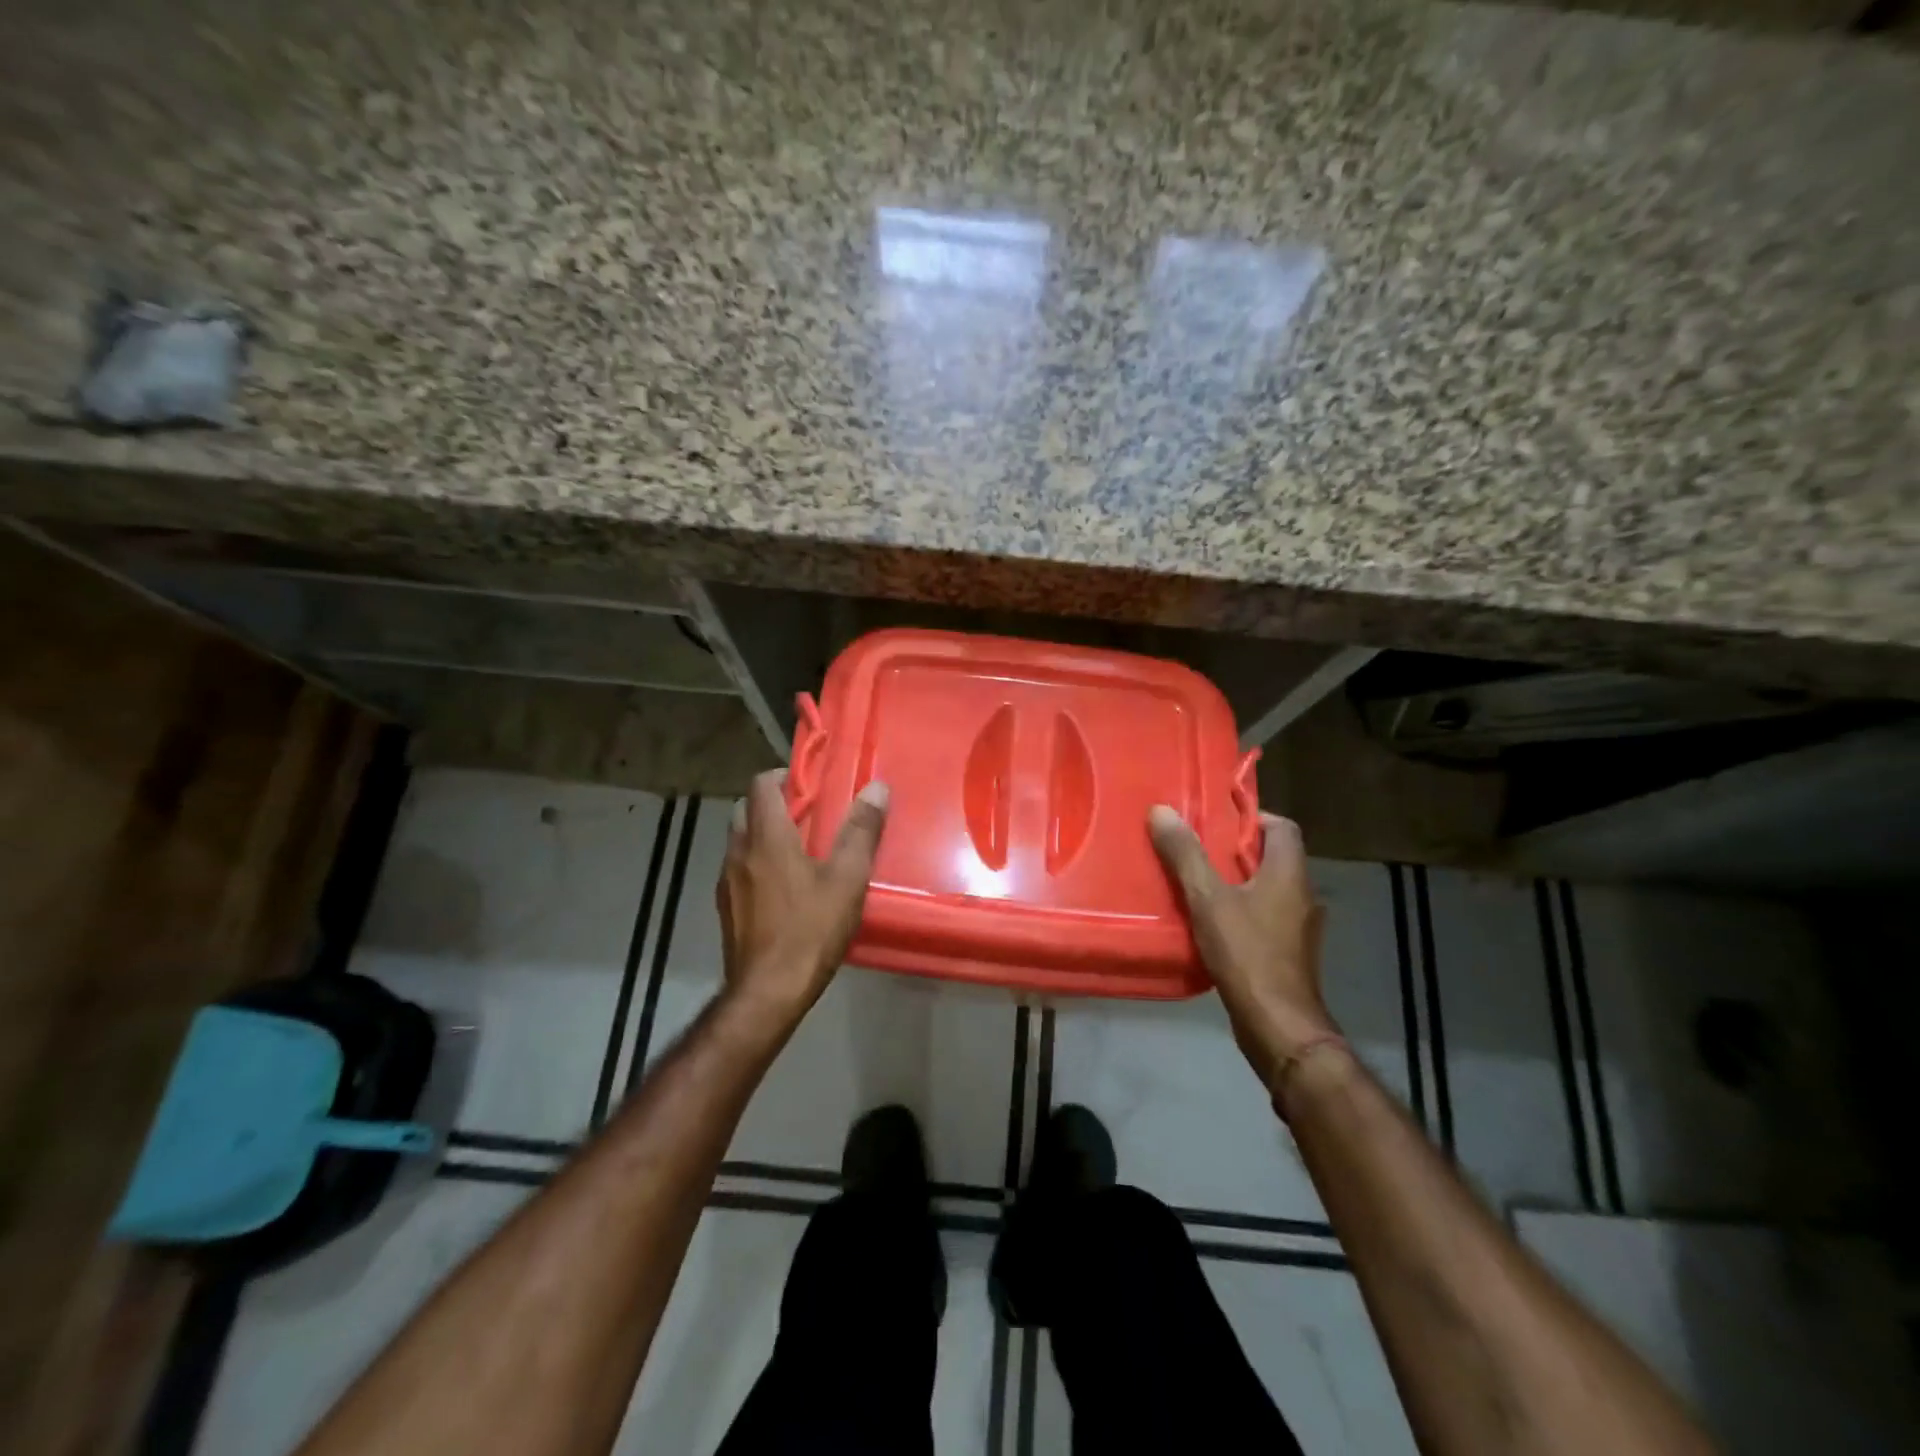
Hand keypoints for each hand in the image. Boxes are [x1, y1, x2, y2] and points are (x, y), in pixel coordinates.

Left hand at [717, 769, 888, 1030]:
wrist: (767, 993)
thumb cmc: (810, 930)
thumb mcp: (847, 879)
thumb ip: (861, 831)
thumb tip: (876, 787)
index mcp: (766, 838)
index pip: (761, 785)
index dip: (783, 776)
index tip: (810, 784)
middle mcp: (738, 852)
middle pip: (745, 809)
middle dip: (772, 804)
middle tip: (808, 816)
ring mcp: (726, 882)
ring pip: (740, 841)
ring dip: (762, 835)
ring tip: (798, 851)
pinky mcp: (725, 908)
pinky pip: (738, 870)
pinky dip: (756, 864)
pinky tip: (782, 889)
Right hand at [1148, 805, 1342, 1101]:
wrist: (1277, 1025)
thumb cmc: (1247, 953)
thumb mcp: (1207, 899)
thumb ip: (1185, 854)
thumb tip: (1161, 810)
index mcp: (1289, 873)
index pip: (1282, 826)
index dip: (1251, 816)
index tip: (1215, 818)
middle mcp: (1302, 894)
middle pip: (1272, 856)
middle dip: (1234, 849)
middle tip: (1194, 847)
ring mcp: (1299, 927)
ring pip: (1267, 888)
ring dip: (1236, 881)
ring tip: (1195, 881)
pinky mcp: (1288, 953)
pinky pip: (1264, 916)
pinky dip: (1240, 910)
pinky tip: (1209, 921)